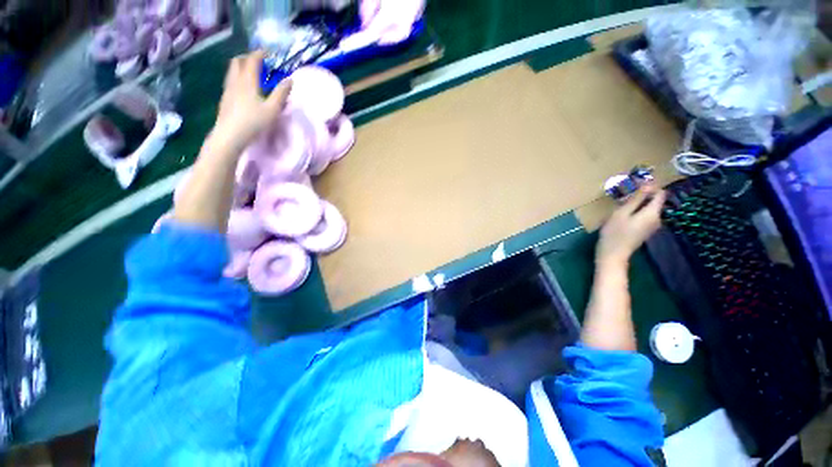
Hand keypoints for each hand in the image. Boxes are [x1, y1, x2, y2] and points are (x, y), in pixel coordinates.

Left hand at [211, 50, 291, 152]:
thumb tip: (290, 80)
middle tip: (258, 61)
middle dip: (248, 57)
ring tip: (251, 73)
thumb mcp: (272, 109)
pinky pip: (230, 81)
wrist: (230, 135)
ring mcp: (228, 90)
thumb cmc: (253, 122)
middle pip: (238, 61)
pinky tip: (243, 88)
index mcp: (248, 81)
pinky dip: (238, 77)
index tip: (269, 52)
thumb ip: (281, 94)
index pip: (252, 60)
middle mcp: (235, 81)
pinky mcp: (225, 99)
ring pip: (232, 71)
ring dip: (241, 67)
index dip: (260, 53)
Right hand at [597, 185, 666, 266]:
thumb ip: (636, 199)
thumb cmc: (614, 233)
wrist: (613, 254)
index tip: (636, 184)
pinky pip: (646, 215)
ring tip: (623, 202)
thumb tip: (648, 184)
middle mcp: (657, 218)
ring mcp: (652, 226)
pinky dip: (638, 211)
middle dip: (644, 195)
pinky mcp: (646, 230)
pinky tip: (625, 214)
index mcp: (653, 213)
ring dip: (639, 203)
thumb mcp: (622, 213)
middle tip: (626, 193)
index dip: (651, 186)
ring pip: (650, 208)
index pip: (660, 193)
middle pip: (655, 201)